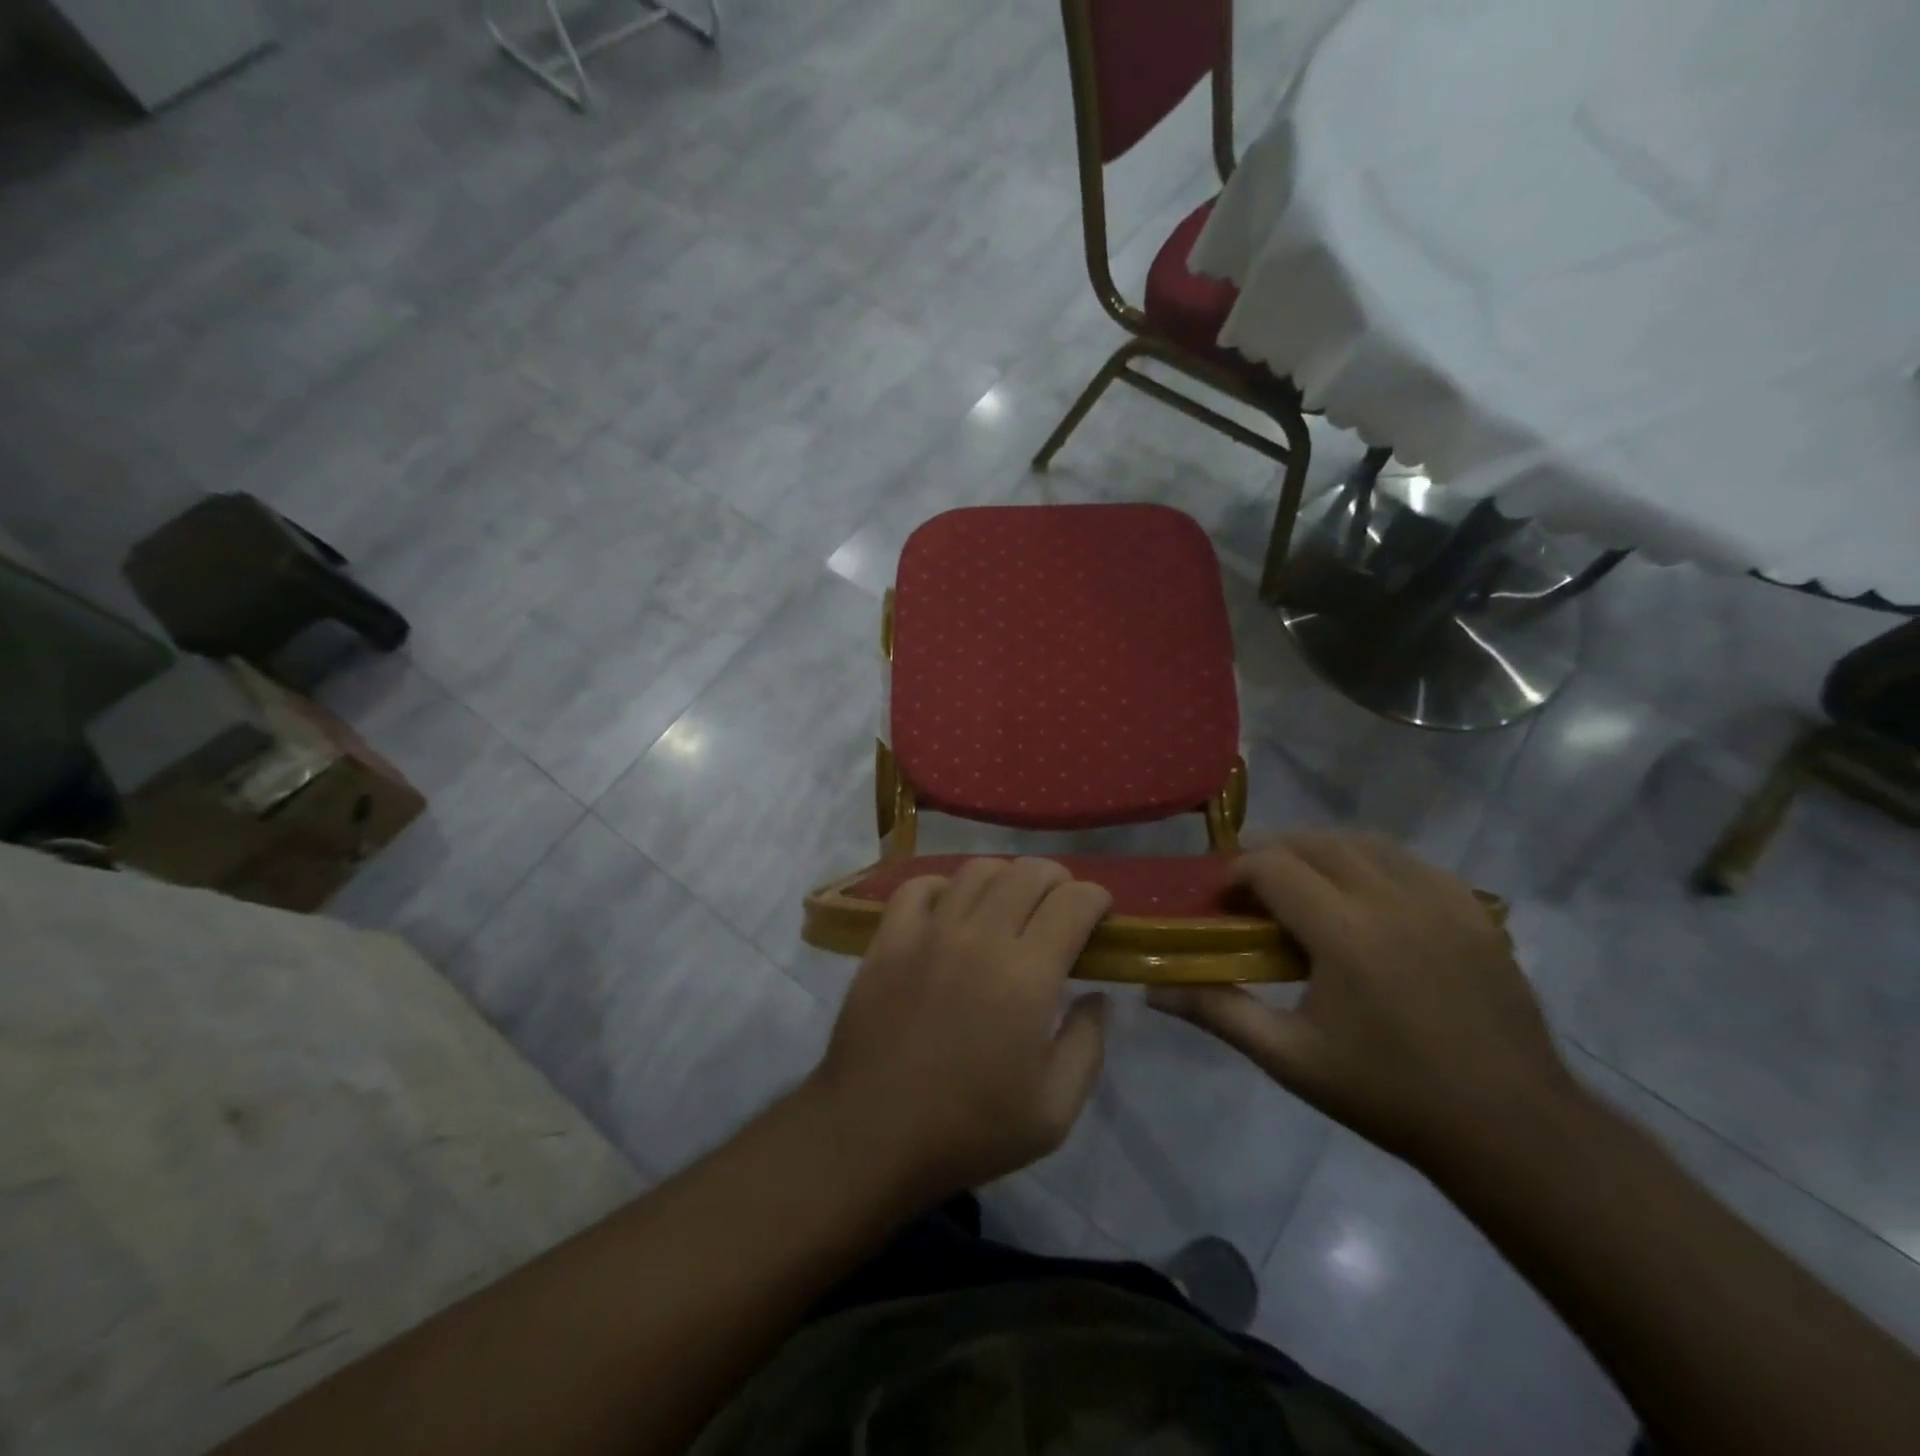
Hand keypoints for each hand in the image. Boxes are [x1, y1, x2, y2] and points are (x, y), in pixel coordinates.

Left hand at [807, 858, 1112, 1205]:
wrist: (872, 1135)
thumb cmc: (969, 1130)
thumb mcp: (1054, 1112)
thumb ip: (1088, 1045)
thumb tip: (1097, 996)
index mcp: (1027, 976)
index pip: (1073, 902)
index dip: (1096, 899)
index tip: (1100, 915)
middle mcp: (980, 938)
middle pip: (1028, 873)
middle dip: (1058, 879)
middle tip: (1062, 906)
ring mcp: (928, 932)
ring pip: (977, 870)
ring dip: (1007, 876)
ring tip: (1012, 903)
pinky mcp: (889, 939)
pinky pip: (919, 886)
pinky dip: (945, 886)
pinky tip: (952, 909)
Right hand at [1149, 832, 1575, 1170]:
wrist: (1510, 1129)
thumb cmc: (1388, 1094)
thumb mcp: (1291, 1058)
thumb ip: (1219, 1011)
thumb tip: (1152, 992)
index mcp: (1346, 933)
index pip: (1274, 866)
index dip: (1237, 873)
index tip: (1222, 901)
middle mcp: (1393, 900)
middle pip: (1316, 843)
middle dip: (1273, 853)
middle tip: (1253, 890)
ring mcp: (1442, 901)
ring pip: (1366, 843)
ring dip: (1322, 851)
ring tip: (1303, 885)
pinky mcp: (1475, 913)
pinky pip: (1413, 862)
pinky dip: (1375, 863)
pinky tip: (1366, 896)